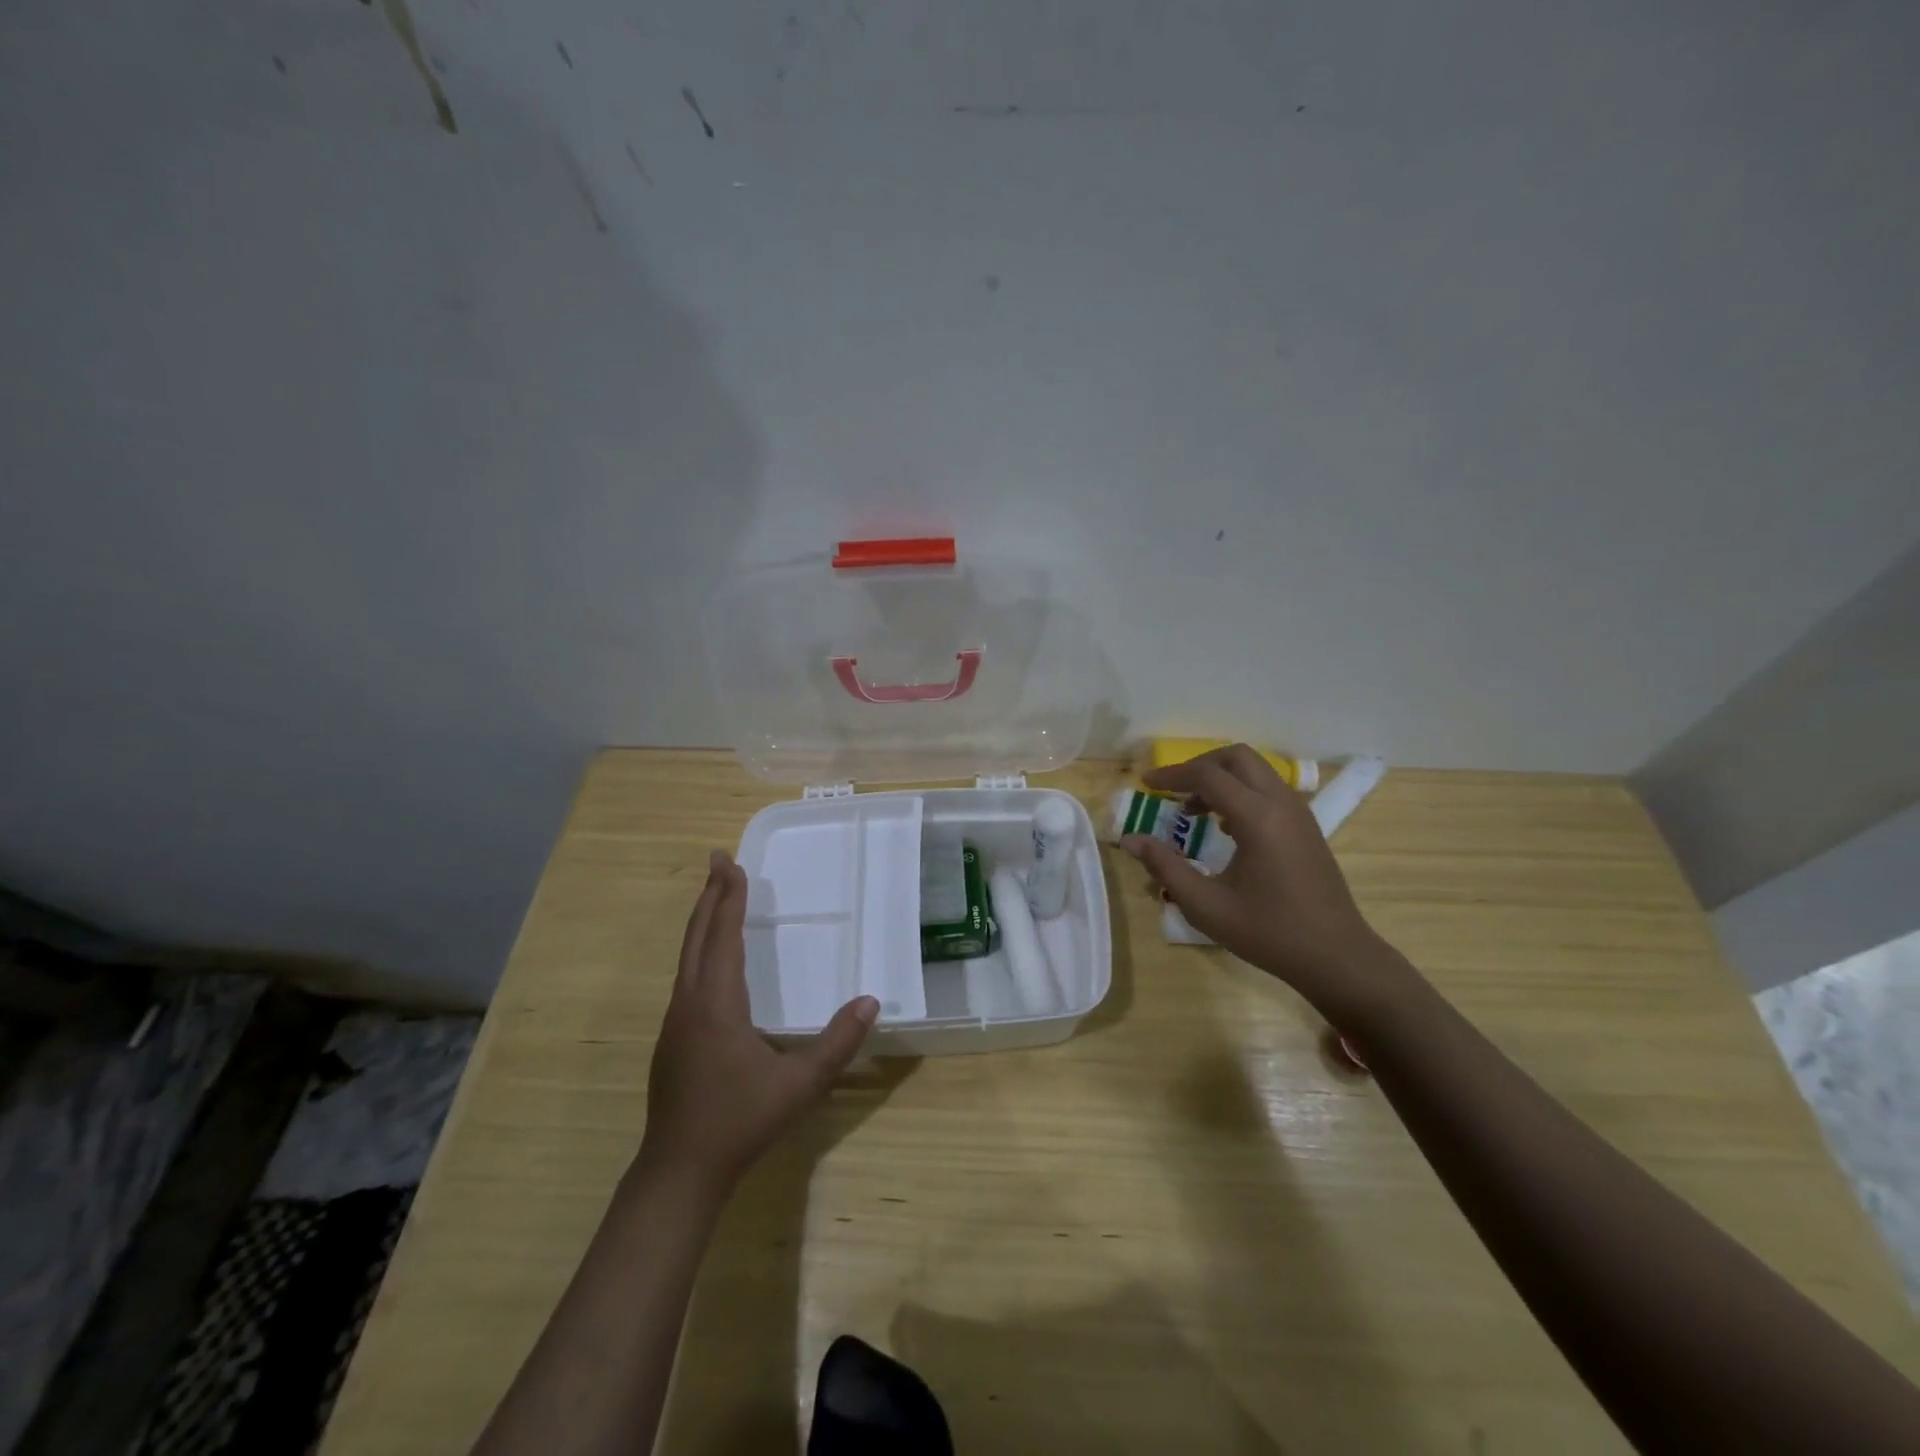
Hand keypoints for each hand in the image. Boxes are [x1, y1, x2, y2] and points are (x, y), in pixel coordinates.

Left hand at [640, 850, 878, 1194]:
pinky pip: (686, 976)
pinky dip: (698, 949)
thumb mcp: (799, 1084)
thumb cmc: (740, 1121)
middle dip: (710, 896)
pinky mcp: (672, 1039)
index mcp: (717, 1004)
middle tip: (719, 860)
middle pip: (697, 937)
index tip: (730, 862)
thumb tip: (871, 1002)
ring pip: (686, 957)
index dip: (728, 898)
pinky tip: (710, 959)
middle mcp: (690, 1003)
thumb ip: (838, 1042)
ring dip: (702, 921)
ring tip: (716, 898)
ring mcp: (675, 1022)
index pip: (723, 937)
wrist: (679, 1171)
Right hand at [1122, 744, 1413, 1021]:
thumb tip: (1131, 840)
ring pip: (1256, 771)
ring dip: (1221, 778)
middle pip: (1237, 757)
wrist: (1336, 956)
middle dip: (1199, 765)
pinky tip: (1225, 826)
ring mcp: (1299, 813)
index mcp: (1257, 818)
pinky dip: (1241, 792)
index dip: (1172, 775)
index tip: (1146, 784)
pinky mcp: (1306, 826)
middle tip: (1172, 788)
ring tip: (1193, 809)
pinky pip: (1269, 789)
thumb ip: (1165, 867)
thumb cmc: (1268, 933)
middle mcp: (1281, 804)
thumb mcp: (1206, 906)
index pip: (1208, 776)